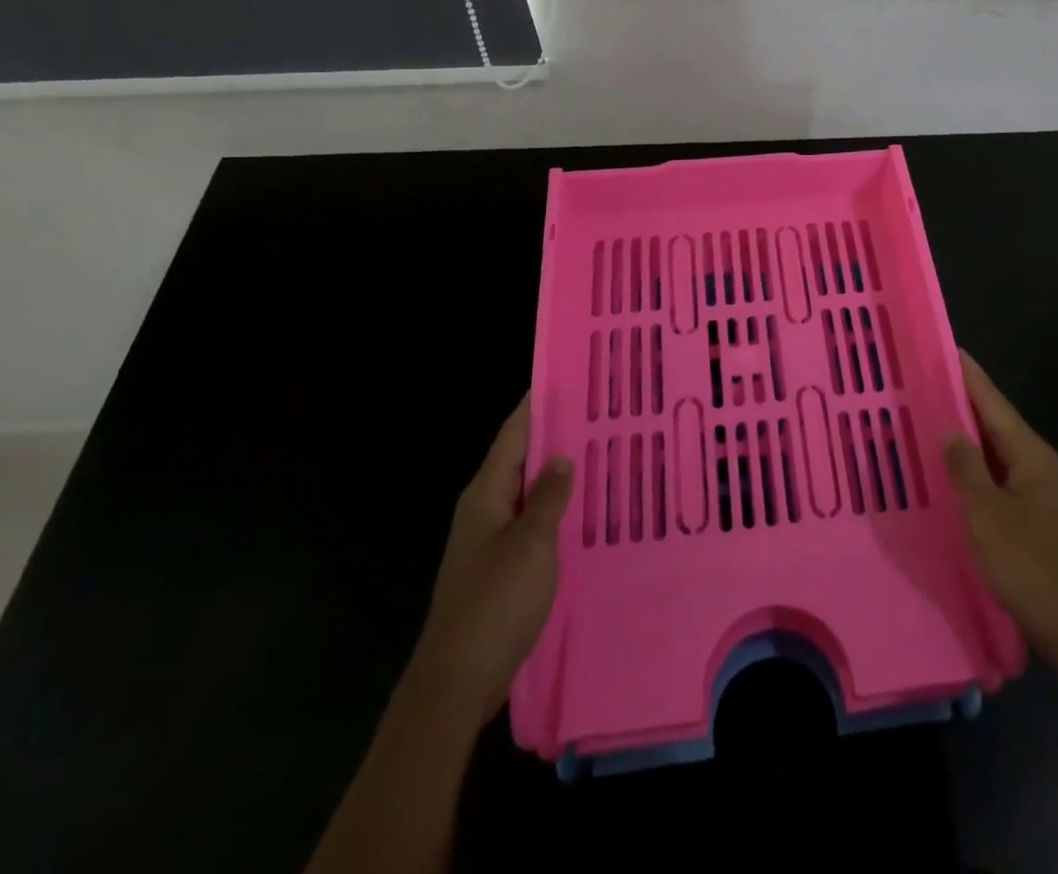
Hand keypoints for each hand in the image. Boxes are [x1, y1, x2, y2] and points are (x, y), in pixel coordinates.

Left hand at [413, 397, 572, 725]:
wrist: (458, 680)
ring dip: (557, 474)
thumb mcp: (531, 543)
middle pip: (520, 459)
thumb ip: (549, 496)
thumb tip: (561, 456)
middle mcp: (484, 508)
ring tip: (599, 453)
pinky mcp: (499, 567)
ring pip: (528, 492)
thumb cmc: (495, 602)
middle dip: (553, 435)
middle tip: (598, 414)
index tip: (565, 378)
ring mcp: (490, 539)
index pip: (513, 434)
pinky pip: (531, 521)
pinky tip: (583, 511)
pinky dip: (554, 508)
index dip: (535, 405)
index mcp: (486, 493)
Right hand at [944, 350, 1057, 673]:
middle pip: (995, 420)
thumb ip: (965, 468)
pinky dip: (974, 464)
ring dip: (966, 433)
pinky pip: (998, 475)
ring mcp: (1039, 490)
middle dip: (962, 399)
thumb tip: (949, 429)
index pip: (992, 401)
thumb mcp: (987, 514)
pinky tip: (953, 471)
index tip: (945, 347)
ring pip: (995, 449)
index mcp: (1029, 454)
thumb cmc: (1031, 566)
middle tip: (923, 380)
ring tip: (929, 418)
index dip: (968, 374)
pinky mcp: (1034, 515)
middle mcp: (1037, 463)